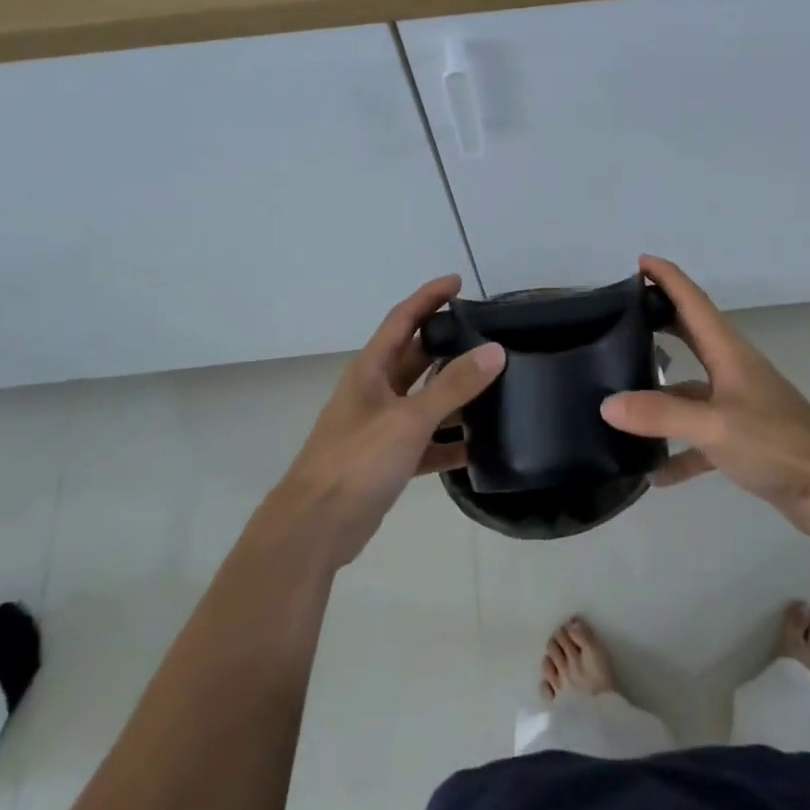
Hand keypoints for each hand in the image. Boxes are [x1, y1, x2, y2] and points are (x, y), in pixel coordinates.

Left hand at [271, 275, 504, 566]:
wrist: (314, 528)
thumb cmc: (356, 462)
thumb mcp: (408, 419)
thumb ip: (453, 386)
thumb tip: (495, 350)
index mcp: (371, 370)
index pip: (402, 319)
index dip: (429, 297)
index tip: (458, 282)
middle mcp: (374, 391)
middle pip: (415, 357)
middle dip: (446, 343)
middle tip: (487, 334)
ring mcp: (379, 427)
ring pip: (423, 400)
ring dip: (452, 394)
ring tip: (493, 386)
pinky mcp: (386, 460)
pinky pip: (424, 442)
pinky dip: (447, 442)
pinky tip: (477, 448)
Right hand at [601, 256, 809, 532]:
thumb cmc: (776, 444)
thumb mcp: (714, 426)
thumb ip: (660, 415)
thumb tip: (607, 404)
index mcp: (728, 353)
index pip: (693, 302)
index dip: (668, 278)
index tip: (639, 261)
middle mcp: (732, 371)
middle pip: (690, 336)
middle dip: (658, 321)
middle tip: (619, 317)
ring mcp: (737, 405)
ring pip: (689, 390)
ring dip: (659, 396)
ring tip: (619, 399)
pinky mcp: (741, 439)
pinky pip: (699, 439)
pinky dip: (678, 452)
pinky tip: (656, 474)